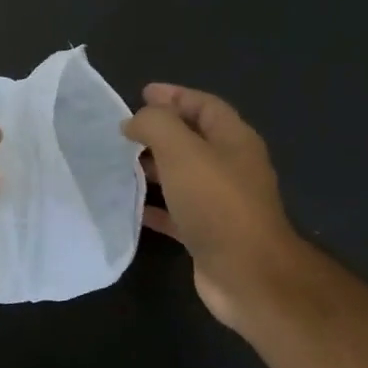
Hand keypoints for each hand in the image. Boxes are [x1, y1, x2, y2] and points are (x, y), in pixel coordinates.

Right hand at [121, 84, 301, 329]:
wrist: (247, 273)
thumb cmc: (217, 204)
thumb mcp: (182, 152)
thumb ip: (157, 126)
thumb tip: (135, 121)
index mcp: (234, 141)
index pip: (204, 106)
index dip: (175, 96)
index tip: (141, 93)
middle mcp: (231, 168)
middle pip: (194, 139)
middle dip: (161, 131)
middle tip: (125, 130)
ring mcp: (221, 202)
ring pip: (183, 175)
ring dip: (154, 167)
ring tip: (121, 164)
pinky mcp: (208, 233)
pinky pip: (176, 211)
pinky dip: (154, 205)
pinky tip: (131, 207)